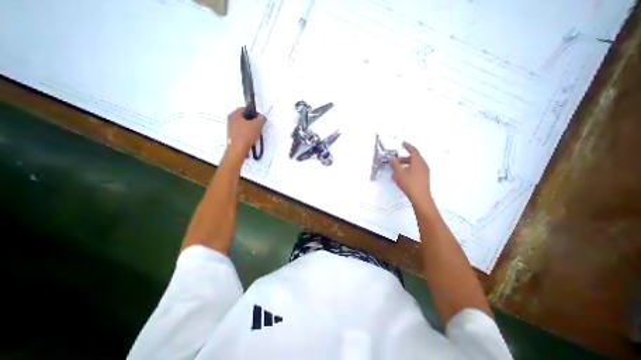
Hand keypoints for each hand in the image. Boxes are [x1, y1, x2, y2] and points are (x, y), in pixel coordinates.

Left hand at [225, 107, 265, 159]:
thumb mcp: (257, 125)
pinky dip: (246, 133)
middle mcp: (230, 119)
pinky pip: (240, 131)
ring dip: (249, 127)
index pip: (245, 109)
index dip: (254, 112)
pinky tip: (251, 138)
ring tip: (256, 133)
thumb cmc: (247, 134)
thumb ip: (261, 119)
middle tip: (259, 125)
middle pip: (243, 117)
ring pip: (242, 125)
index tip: (260, 119)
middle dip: (252, 120)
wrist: (237, 149)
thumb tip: (262, 117)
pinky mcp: (231, 136)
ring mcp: (230, 128)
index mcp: (235, 114)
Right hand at [387, 142, 432, 206]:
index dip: (407, 146)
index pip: (413, 150)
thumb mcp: (399, 173)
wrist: (420, 197)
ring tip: (397, 170)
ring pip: (414, 164)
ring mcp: (425, 171)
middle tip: (396, 161)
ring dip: (406, 164)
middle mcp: (423, 164)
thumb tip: (393, 159)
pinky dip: (409, 169)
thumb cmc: (409, 183)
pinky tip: (403, 176)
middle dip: (404, 158)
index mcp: (417, 161)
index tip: (403, 143)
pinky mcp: (424, 178)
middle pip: (413, 157)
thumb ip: (395, 164)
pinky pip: (416, 170)